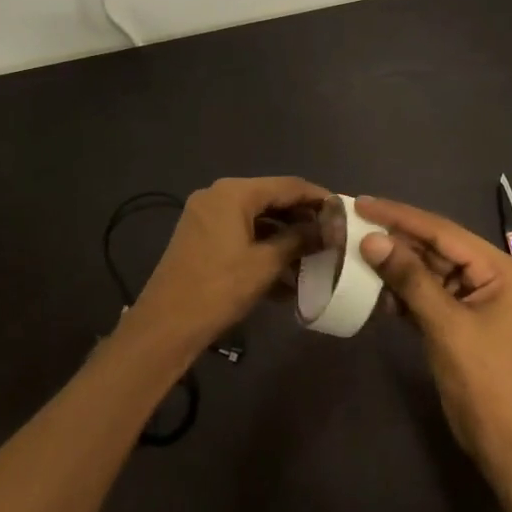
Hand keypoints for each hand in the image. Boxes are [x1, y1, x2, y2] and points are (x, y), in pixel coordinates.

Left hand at [127, 176, 328, 351]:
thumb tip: (327, 229)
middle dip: (302, 220)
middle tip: (333, 237)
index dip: (318, 198)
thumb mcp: (265, 264)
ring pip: (257, 221)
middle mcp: (218, 196)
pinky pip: (241, 236)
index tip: (345, 212)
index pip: (287, 185)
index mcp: (234, 193)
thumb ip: (299, 240)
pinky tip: (287, 279)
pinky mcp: (202, 239)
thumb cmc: (219, 288)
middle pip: (272, 200)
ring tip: (316, 260)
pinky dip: (264, 250)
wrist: (166, 325)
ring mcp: (207, 217)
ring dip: (285, 240)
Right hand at [356, 196, 511, 477]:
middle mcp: (491, 278)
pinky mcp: (463, 325)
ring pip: (430, 273)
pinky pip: (429, 298)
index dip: (400, 216)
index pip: (442, 231)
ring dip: (396, 268)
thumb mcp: (446, 325)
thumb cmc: (486, 382)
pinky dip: (404, 295)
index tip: (361, 202)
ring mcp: (477, 303)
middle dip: (396, 240)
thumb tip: (373, 240)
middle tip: (352, 224)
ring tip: (355, 253)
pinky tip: (375, 291)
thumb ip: (410, 279)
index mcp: (499, 270)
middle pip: (436, 249)